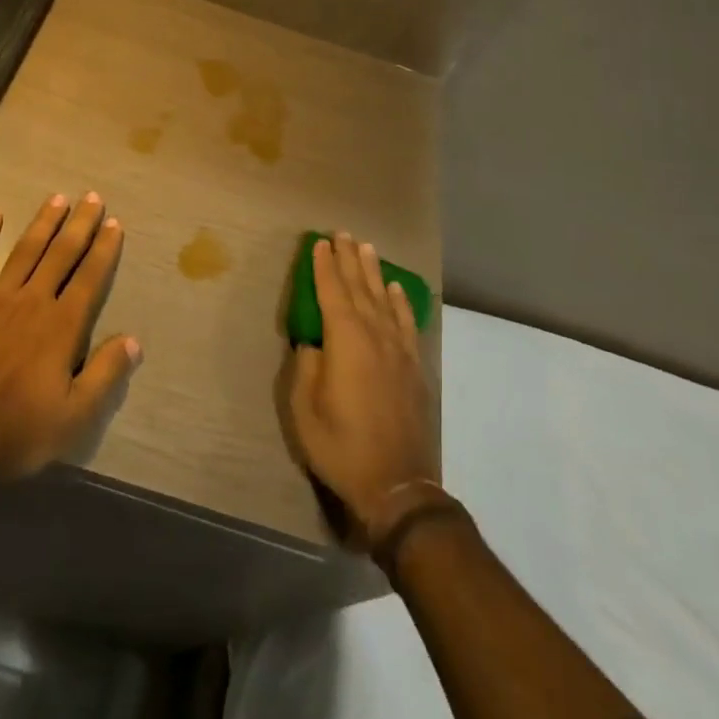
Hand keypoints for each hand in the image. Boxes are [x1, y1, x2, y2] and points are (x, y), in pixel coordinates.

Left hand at [0, 192, 140, 484]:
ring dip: (43, 222)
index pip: (90, 278)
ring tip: (58, 198)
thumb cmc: (16, 434)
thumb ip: (105, 374)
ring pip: (25, 250)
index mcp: (61, 327)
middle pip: (61, 254)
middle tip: (92, 197)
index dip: (104, 249)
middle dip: (79, 224)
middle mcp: (32, 301)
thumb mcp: (75, 417)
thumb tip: (134, 340)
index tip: (114, 223)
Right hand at [287, 233, 438, 535]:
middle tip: (342, 233)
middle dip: (348, 260)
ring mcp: (398, 351)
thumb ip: (307, 366)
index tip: (319, 244)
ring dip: (373, 272)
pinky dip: (400, 302)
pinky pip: (406, 323)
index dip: (324, 267)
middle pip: (359, 289)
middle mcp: (374, 336)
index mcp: (345, 342)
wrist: (396, 484)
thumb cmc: (341, 446)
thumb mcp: (305, 408)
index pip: (332, 293)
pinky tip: (395, 289)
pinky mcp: (413, 367)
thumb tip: (313, 341)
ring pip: (383, 300)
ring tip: (367, 248)